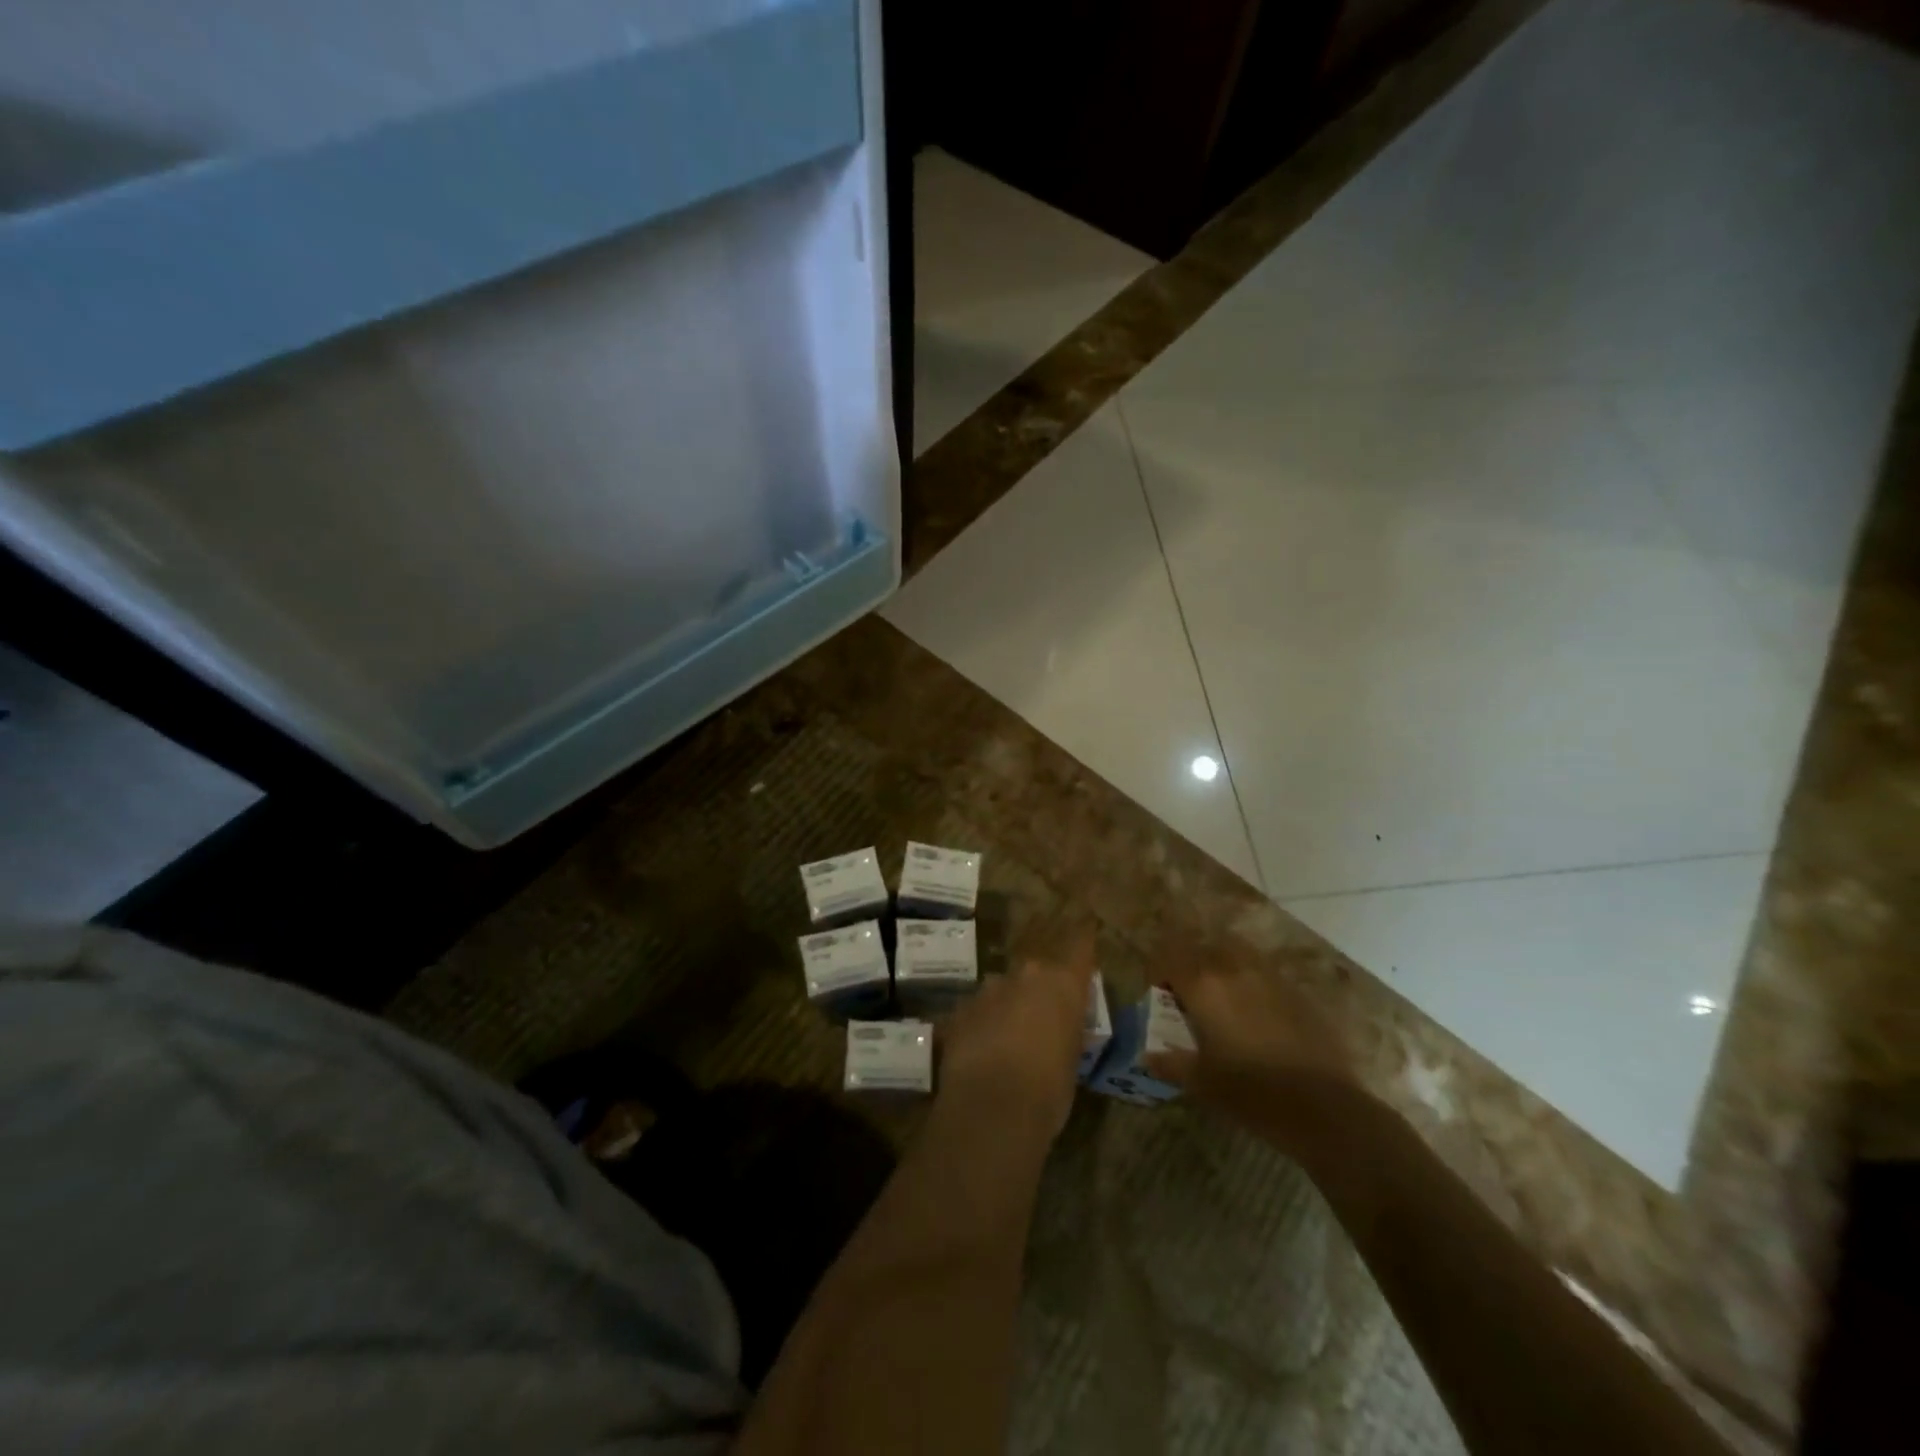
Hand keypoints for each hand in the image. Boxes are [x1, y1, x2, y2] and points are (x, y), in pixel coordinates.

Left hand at [936, 926, 1094, 1145]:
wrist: (992, 1107)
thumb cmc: (1049, 1089)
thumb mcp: (1073, 1060)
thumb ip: (1067, 1030)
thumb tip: (1060, 1027)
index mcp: (1063, 984)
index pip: (1080, 947)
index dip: (1083, 938)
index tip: (1086, 926)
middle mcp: (1026, 976)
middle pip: (1037, 971)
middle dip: (1039, 989)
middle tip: (1043, 1016)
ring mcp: (989, 990)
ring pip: (1003, 990)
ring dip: (1007, 1006)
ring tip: (1009, 1039)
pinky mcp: (960, 1010)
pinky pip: (977, 1012)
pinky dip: (982, 1024)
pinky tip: (981, 1052)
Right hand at [1144, 940, 1361, 1154]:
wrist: (1324, 1107)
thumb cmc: (1251, 1093)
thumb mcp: (1202, 1083)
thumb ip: (1171, 1064)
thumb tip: (1148, 1057)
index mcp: (1204, 986)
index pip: (1170, 957)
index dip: (1159, 969)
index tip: (1158, 990)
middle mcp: (1234, 970)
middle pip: (1204, 947)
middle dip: (1191, 961)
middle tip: (1188, 990)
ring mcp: (1270, 978)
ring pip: (1238, 952)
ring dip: (1223, 963)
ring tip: (1222, 992)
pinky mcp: (1298, 993)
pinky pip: (1265, 973)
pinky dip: (1252, 981)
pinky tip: (1256, 1012)